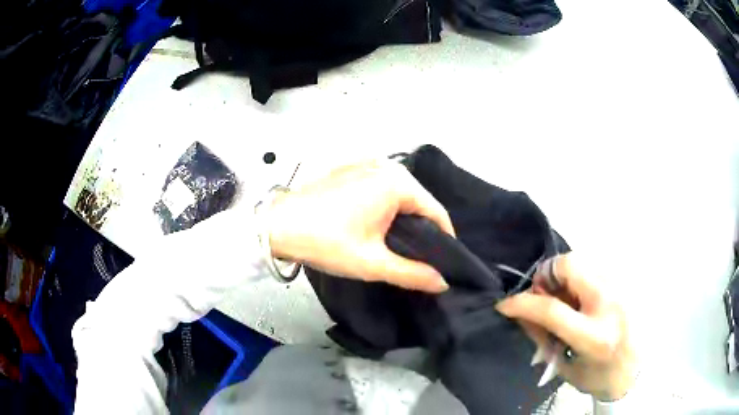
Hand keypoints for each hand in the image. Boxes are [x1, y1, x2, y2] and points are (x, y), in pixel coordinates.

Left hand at [265, 159, 454, 292]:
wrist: (276, 226)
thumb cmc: (326, 242)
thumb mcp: (373, 264)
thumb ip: (413, 274)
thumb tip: (442, 282)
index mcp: (397, 183)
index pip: (436, 211)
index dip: (445, 239)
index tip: (444, 262)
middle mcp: (386, 165)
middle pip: (419, 200)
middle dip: (423, 229)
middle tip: (422, 257)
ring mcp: (366, 163)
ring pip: (400, 193)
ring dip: (404, 218)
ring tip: (401, 245)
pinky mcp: (351, 167)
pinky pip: (381, 187)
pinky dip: (387, 206)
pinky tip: (378, 225)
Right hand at [496, 252, 636, 401]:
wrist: (635, 370)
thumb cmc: (598, 376)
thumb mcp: (565, 366)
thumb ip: (544, 337)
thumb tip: (523, 313)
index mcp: (594, 336)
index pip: (552, 309)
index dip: (523, 303)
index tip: (505, 304)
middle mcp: (610, 304)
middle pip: (572, 265)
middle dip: (548, 274)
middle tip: (544, 294)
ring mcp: (620, 288)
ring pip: (583, 260)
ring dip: (564, 276)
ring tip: (564, 299)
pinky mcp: (625, 283)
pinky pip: (594, 267)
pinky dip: (579, 278)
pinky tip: (581, 299)